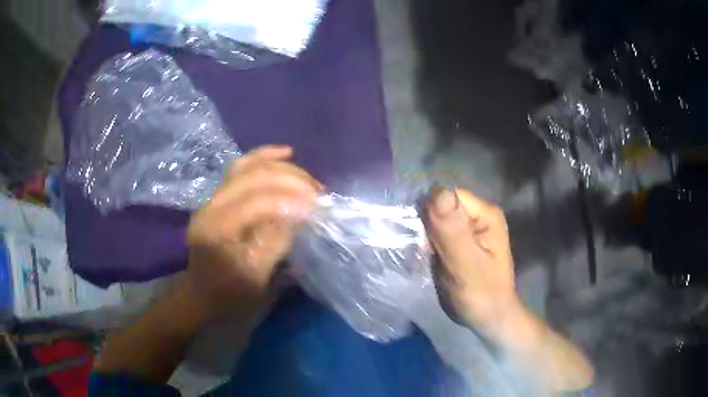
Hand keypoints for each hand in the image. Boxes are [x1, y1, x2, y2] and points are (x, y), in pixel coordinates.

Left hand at [185, 145, 322, 320]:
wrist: (201, 299)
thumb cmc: (229, 299)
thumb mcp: (257, 281)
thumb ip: (277, 244)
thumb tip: (301, 214)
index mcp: (217, 231)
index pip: (258, 202)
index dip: (292, 201)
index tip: (320, 209)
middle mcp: (210, 207)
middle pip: (254, 177)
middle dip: (292, 180)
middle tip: (320, 194)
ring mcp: (211, 199)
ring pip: (249, 167)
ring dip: (283, 169)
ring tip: (310, 180)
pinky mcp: (217, 198)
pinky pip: (240, 168)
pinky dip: (264, 157)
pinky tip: (286, 153)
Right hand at [426, 188, 523, 335]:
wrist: (489, 318)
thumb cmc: (482, 295)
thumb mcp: (466, 265)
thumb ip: (452, 230)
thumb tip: (437, 191)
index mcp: (485, 214)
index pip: (447, 197)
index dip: (430, 214)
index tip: (426, 241)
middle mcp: (477, 215)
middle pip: (440, 207)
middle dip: (427, 227)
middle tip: (427, 254)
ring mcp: (468, 229)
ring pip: (435, 221)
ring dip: (425, 238)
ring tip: (427, 259)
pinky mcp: (458, 242)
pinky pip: (436, 234)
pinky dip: (427, 245)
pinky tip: (428, 260)